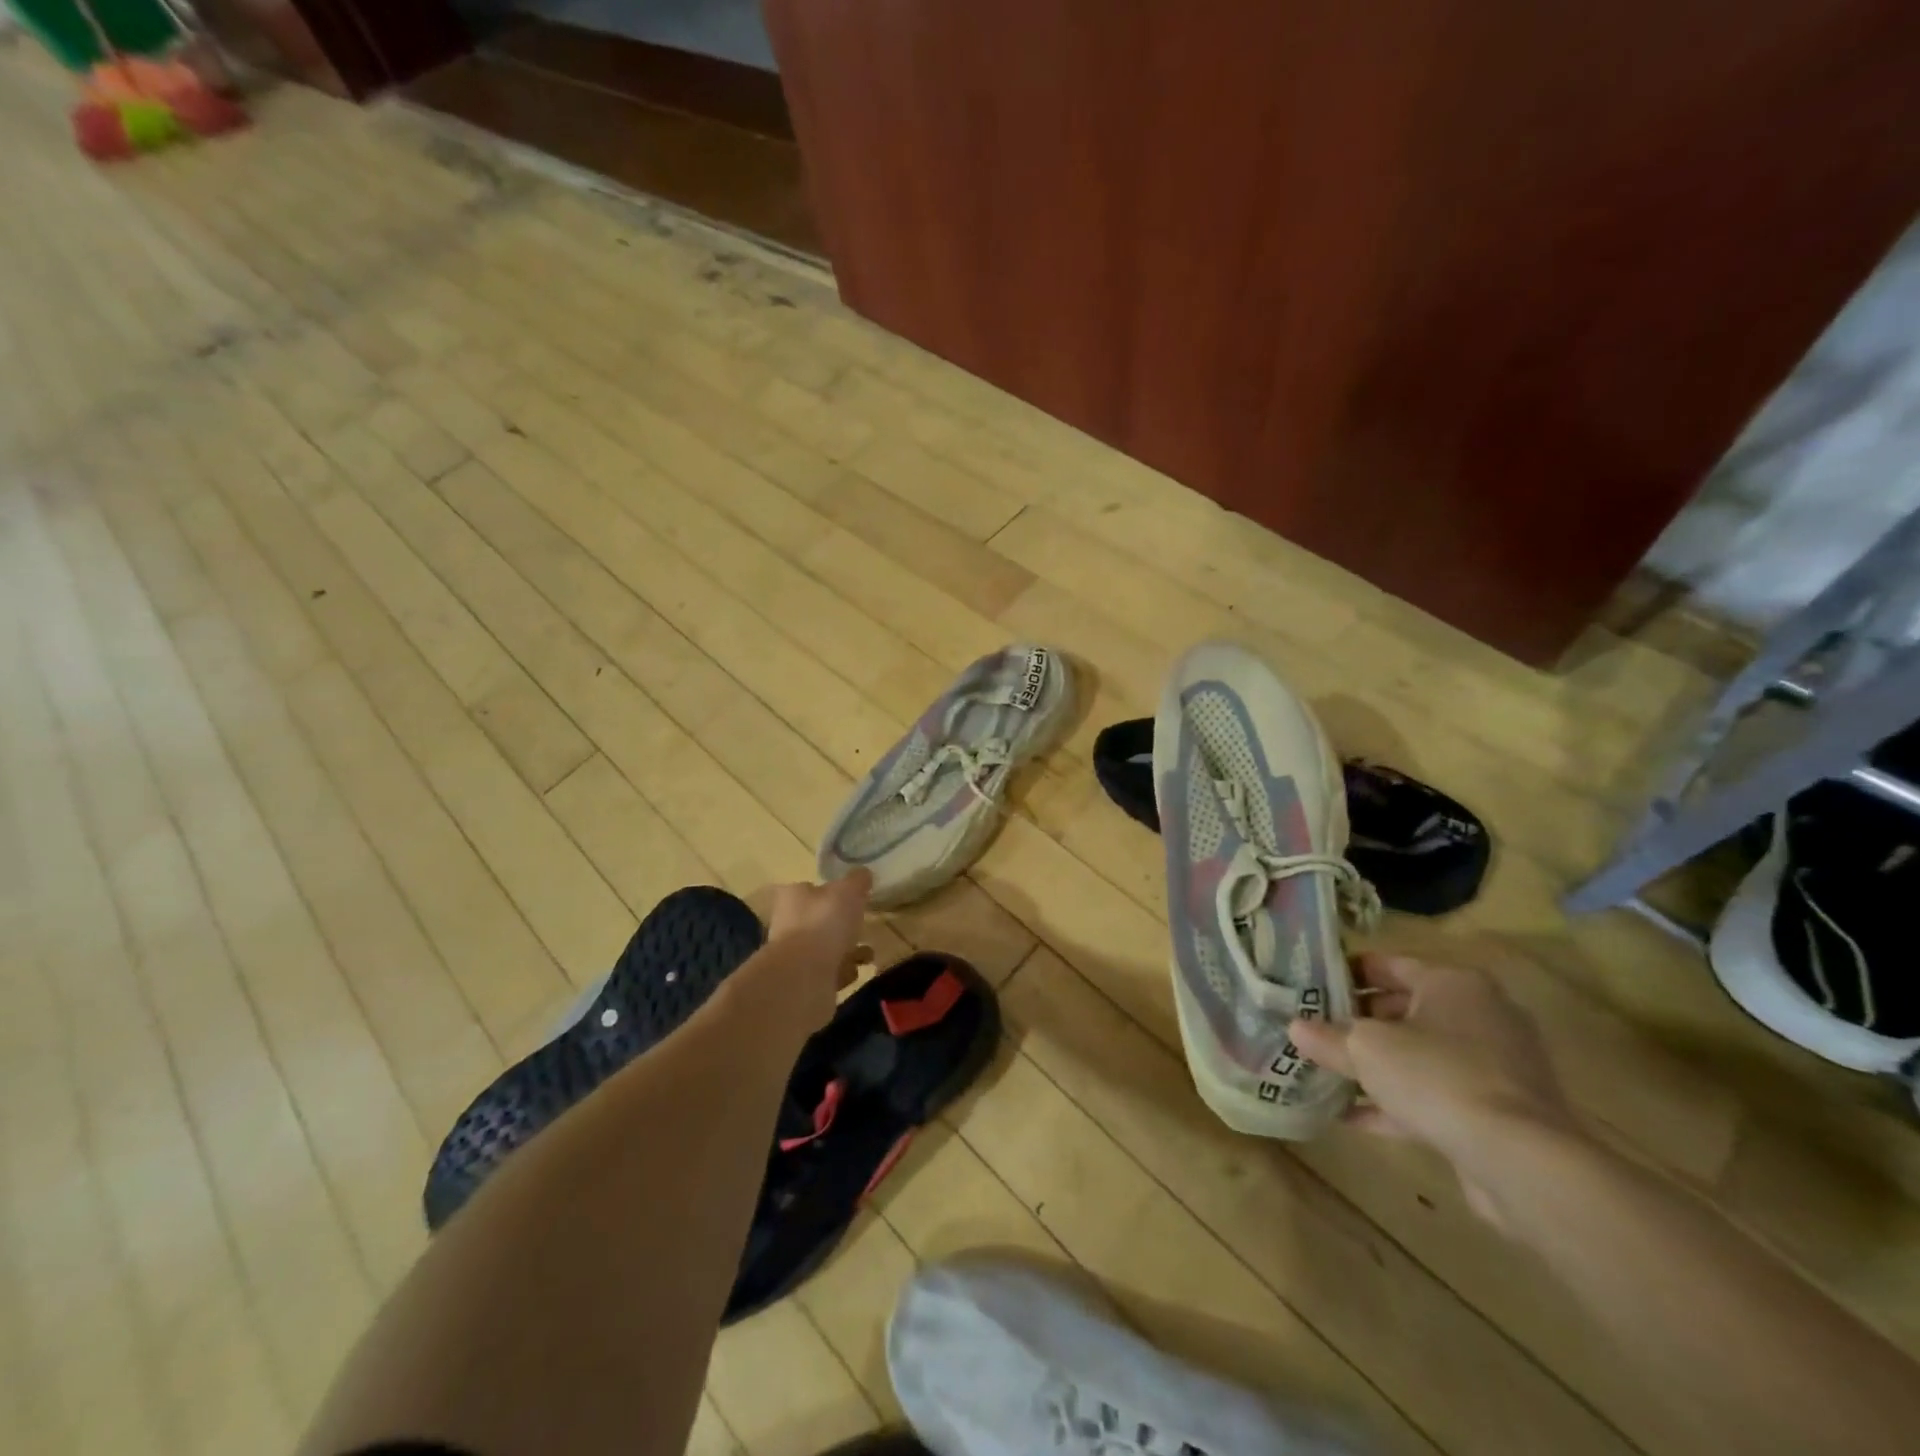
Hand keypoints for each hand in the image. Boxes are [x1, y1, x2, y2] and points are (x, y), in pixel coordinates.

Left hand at [753, 870, 873, 1030]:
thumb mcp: (848, 891)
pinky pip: (827, 973)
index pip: (809, 888)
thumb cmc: (824, 923)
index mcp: (793, 897)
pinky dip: (842, 972)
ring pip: (823, 948)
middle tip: (863, 925)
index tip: (852, 897)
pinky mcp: (802, 982)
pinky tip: (857, 972)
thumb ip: (857, 881)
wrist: (804, 978)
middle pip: (817, 919)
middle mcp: (787, 924)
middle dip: (841, 924)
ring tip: (868, 953)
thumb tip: (863, 874)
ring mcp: (793, 956)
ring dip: (846, 950)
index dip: (830, 891)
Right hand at [1289, 953, 1576, 1226]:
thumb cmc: (1437, 1076)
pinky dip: (1398, 1102)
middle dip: (1359, 1022)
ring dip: (1377, 1065)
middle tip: (1316, 1030)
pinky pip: (1437, 1094)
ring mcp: (1495, 1065)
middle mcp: (1480, 1015)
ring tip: (1328, 1072)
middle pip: (1405, 1010)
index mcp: (1452, 983)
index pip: (1390, 965)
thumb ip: (1328, 1038)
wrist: (1521, 1160)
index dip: (1348, 973)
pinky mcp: (1499, 1110)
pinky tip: (1353, 1117)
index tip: (1313, 985)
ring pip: (1421, 1055)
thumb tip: (1296, 1029)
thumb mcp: (1365, 1049)